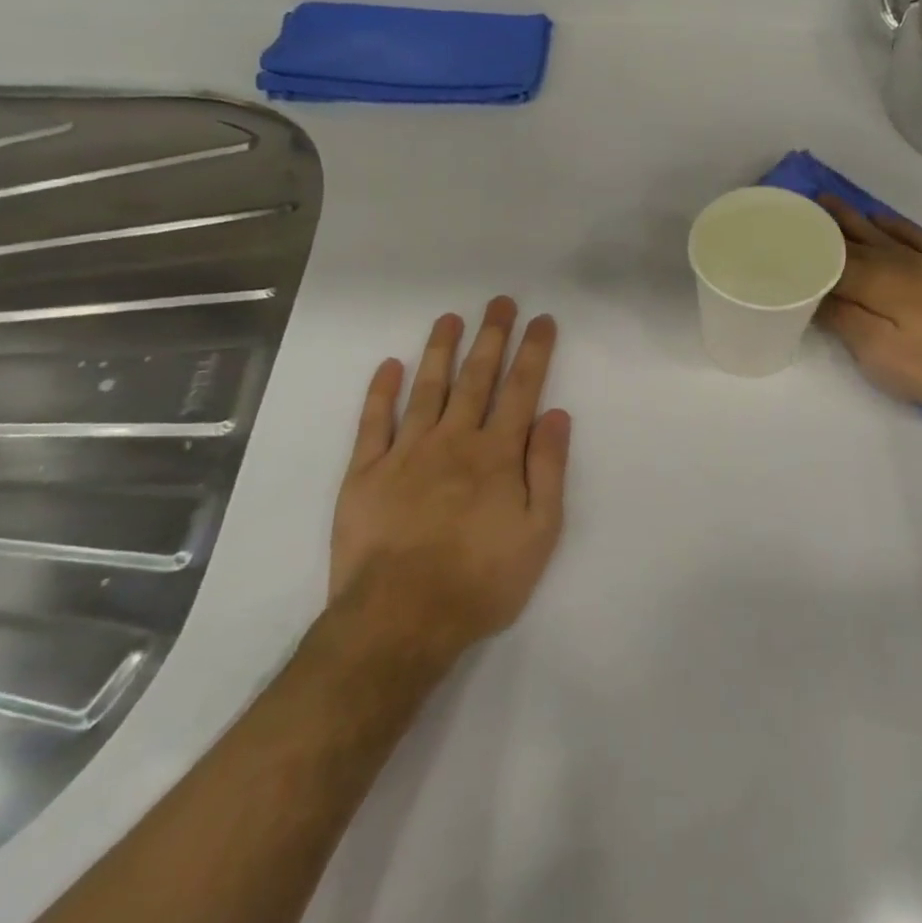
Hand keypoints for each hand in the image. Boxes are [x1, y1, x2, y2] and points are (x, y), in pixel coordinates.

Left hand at [328, 297, 570, 667]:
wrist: (400, 620)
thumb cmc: (481, 580)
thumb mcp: (539, 532)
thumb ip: (549, 469)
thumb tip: (556, 414)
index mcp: (497, 454)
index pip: (521, 389)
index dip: (533, 351)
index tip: (542, 319)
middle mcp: (453, 440)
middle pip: (476, 378)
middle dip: (492, 336)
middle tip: (500, 302)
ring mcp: (405, 453)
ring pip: (427, 388)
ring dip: (440, 350)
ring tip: (450, 318)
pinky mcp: (364, 474)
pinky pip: (373, 423)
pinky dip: (380, 392)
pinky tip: (388, 366)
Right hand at [816, 197, 921, 421]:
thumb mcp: (877, 353)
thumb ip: (843, 318)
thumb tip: (812, 292)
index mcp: (873, 279)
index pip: (827, 257)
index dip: (803, 246)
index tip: (778, 235)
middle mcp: (894, 260)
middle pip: (850, 238)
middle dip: (821, 224)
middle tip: (794, 209)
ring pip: (878, 230)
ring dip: (851, 216)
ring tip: (827, 201)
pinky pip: (913, 234)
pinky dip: (893, 224)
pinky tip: (881, 218)